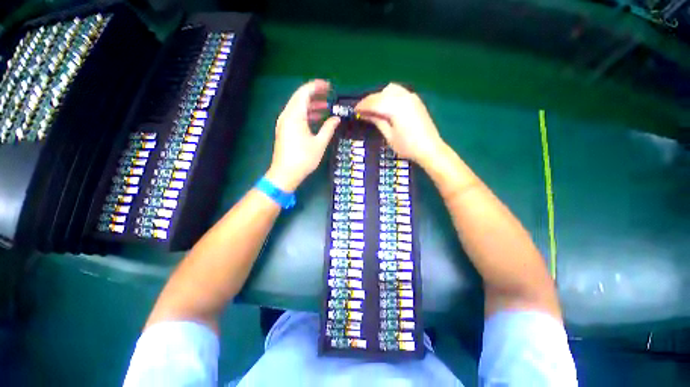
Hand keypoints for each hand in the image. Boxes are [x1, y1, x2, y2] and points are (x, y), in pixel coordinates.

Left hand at [266, 79, 339, 191]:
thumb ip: (329, 128)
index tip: (329, 86)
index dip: (317, 86)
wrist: (285, 173)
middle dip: (314, 94)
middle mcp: (287, 115)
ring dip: (311, 105)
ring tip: (325, 107)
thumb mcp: (319, 143)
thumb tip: (337, 118)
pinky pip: (295, 116)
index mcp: (295, 115)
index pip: (305, 92)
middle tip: (329, 94)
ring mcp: (284, 122)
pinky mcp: (284, 130)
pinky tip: (316, 119)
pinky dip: (306, 114)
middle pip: (300, 97)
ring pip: (297, 107)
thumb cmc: (304, 158)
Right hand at [356, 83, 444, 166]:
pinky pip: (398, 92)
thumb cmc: (407, 146)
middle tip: (362, 111)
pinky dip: (389, 96)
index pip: (374, 101)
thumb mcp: (389, 135)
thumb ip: (377, 121)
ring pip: (390, 90)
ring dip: (379, 97)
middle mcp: (403, 96)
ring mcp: (411, 97)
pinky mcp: (415, 100)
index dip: (362, 105)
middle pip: (381, 93)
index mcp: (395, 106)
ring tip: (374, 109)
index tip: (354, 110)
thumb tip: (364, 113)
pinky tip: (386, 107)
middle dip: (370, 101)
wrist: (429, 148)